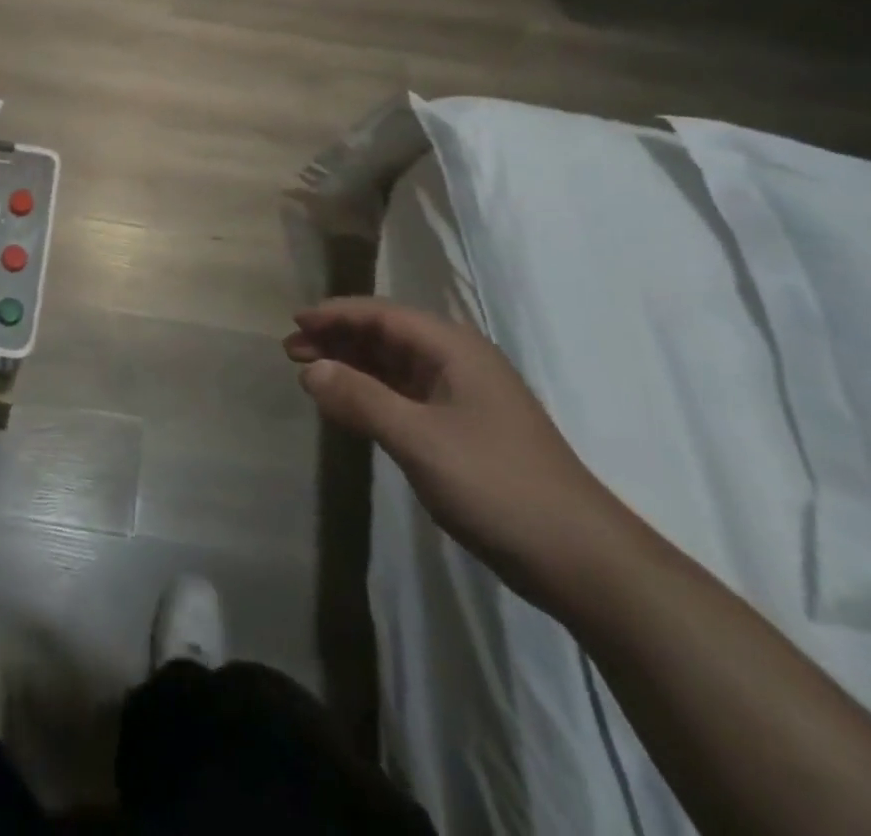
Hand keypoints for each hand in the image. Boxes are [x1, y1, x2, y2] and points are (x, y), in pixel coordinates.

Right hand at [286, 297, 629, 605]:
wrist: (578, 557)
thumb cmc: (496, 484)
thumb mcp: (419, 439)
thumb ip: (361, 400)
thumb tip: (311, 370)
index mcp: (454, 349)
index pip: (383, 315)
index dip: (336, 314)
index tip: (295, 322)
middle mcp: (457, 362)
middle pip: (386, 335)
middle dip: (338, 338)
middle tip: (292, 351)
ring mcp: (461, 397)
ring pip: (394, 366)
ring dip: (351, 365)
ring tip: (310, 374)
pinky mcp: (461, 429)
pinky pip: (404, 395)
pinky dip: (371, 393)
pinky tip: (348, 405)